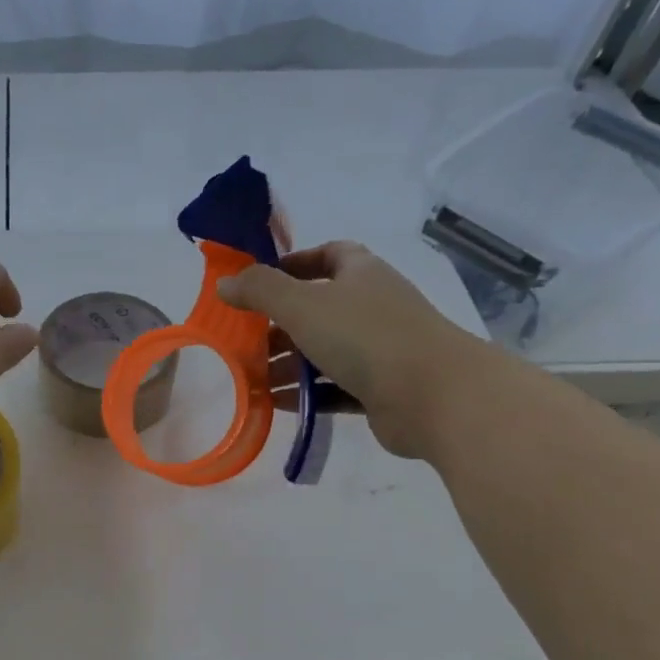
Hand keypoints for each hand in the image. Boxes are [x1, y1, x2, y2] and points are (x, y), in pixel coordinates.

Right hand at [218, 241, 489, 458]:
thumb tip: (224, 283)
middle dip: (279, 326)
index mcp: (361, 274)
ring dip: (288, 364)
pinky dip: (306, 393)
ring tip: (250, 379)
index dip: (294, 264)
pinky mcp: (381, 389)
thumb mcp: (302, 305)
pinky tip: (274, 404)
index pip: (329, 255)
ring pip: (324, 351)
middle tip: (243, 341)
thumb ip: (260, 291)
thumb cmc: (366, 337)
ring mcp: (380, 349)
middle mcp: (372, 307)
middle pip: (319, 308)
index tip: (260, 284)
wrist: (434, 396)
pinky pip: (334, 387)